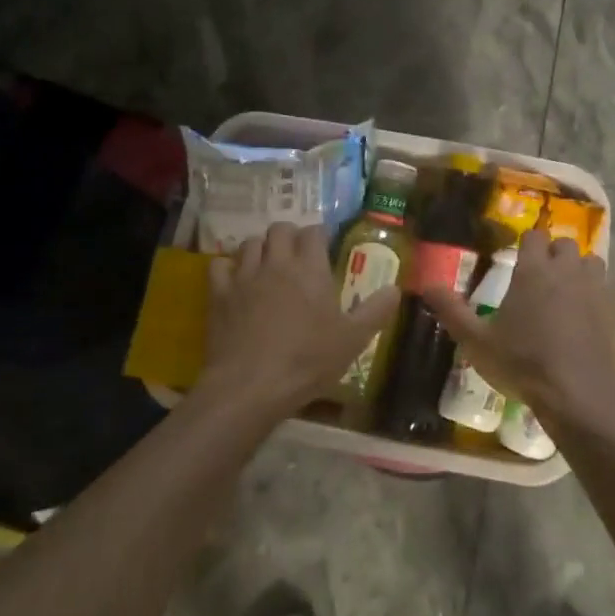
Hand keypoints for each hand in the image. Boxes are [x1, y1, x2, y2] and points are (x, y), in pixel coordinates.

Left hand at [201, 222, 399, 420]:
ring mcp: (244, 276)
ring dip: (261, 248)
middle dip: (289, 235)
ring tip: (267, 264)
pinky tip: (235, 280)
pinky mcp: (219, 294)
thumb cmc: (307, 361)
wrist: (250, 386)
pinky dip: (228, 267)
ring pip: (250, 242)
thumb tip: (395, 289)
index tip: (324, 246)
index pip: (314, 231)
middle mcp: (277, 263)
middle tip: (296, 254)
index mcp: (310, 268)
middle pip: (280, 228)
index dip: (319, 235)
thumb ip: (376, 311)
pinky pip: (219, 265)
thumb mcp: (353, 340)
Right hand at [420, 230, 614, 427]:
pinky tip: (597, 320)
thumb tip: (426, 285)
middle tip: (545, 279)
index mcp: (534, 270)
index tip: (521, 259)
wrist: (581, 395)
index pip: (534, 236)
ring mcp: (600, 288)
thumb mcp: (477, 342)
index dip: (528, 244)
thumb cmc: (524, 364)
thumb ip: (451, 311)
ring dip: (582, 272)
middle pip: (566, 245)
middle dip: (556, 255)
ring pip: (593, 263)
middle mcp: (569, 270)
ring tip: (572, 296)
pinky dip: (606, 299)